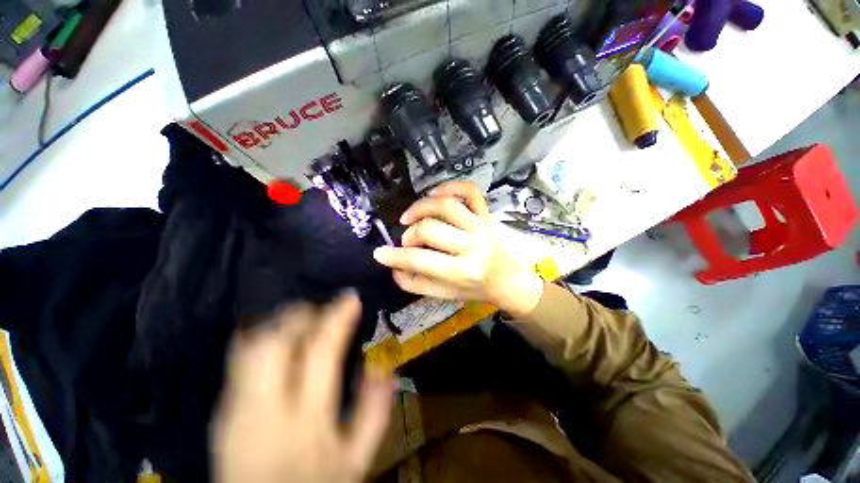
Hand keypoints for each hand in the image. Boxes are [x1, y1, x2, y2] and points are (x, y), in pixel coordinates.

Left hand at [211, 293, 392, 482]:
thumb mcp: (356, 460)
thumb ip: (375, 412)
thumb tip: (385, 366)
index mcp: (306, 419)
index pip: (321, 351)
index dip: (337, 317)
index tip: (351, 297)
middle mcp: (264, 409)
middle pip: (275, 342)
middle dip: (301, 315)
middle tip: (321, 309)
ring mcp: (235, 409)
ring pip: (250, 346)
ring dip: (279, 323)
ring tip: (301, 319)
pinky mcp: (220, 411)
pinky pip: (236, 360)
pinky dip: (259, 337)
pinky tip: (276, 337)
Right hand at [373, 181, 543, 317]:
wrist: (508, 280)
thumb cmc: (474, 289)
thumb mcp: (444, 295)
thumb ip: (416, 284)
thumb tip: (393, 267)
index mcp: (462, 271)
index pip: (420, 259)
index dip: (394, 256)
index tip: (379, 253)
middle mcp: (472, 245)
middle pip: (430, 228)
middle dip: (410, 235)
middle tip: (407, 241)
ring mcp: (480, 225)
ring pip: (445, 205)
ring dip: (421, 207)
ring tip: (411, 217)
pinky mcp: (486, 213)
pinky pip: (469, 190)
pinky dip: (449, 186)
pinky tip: (434, 195)